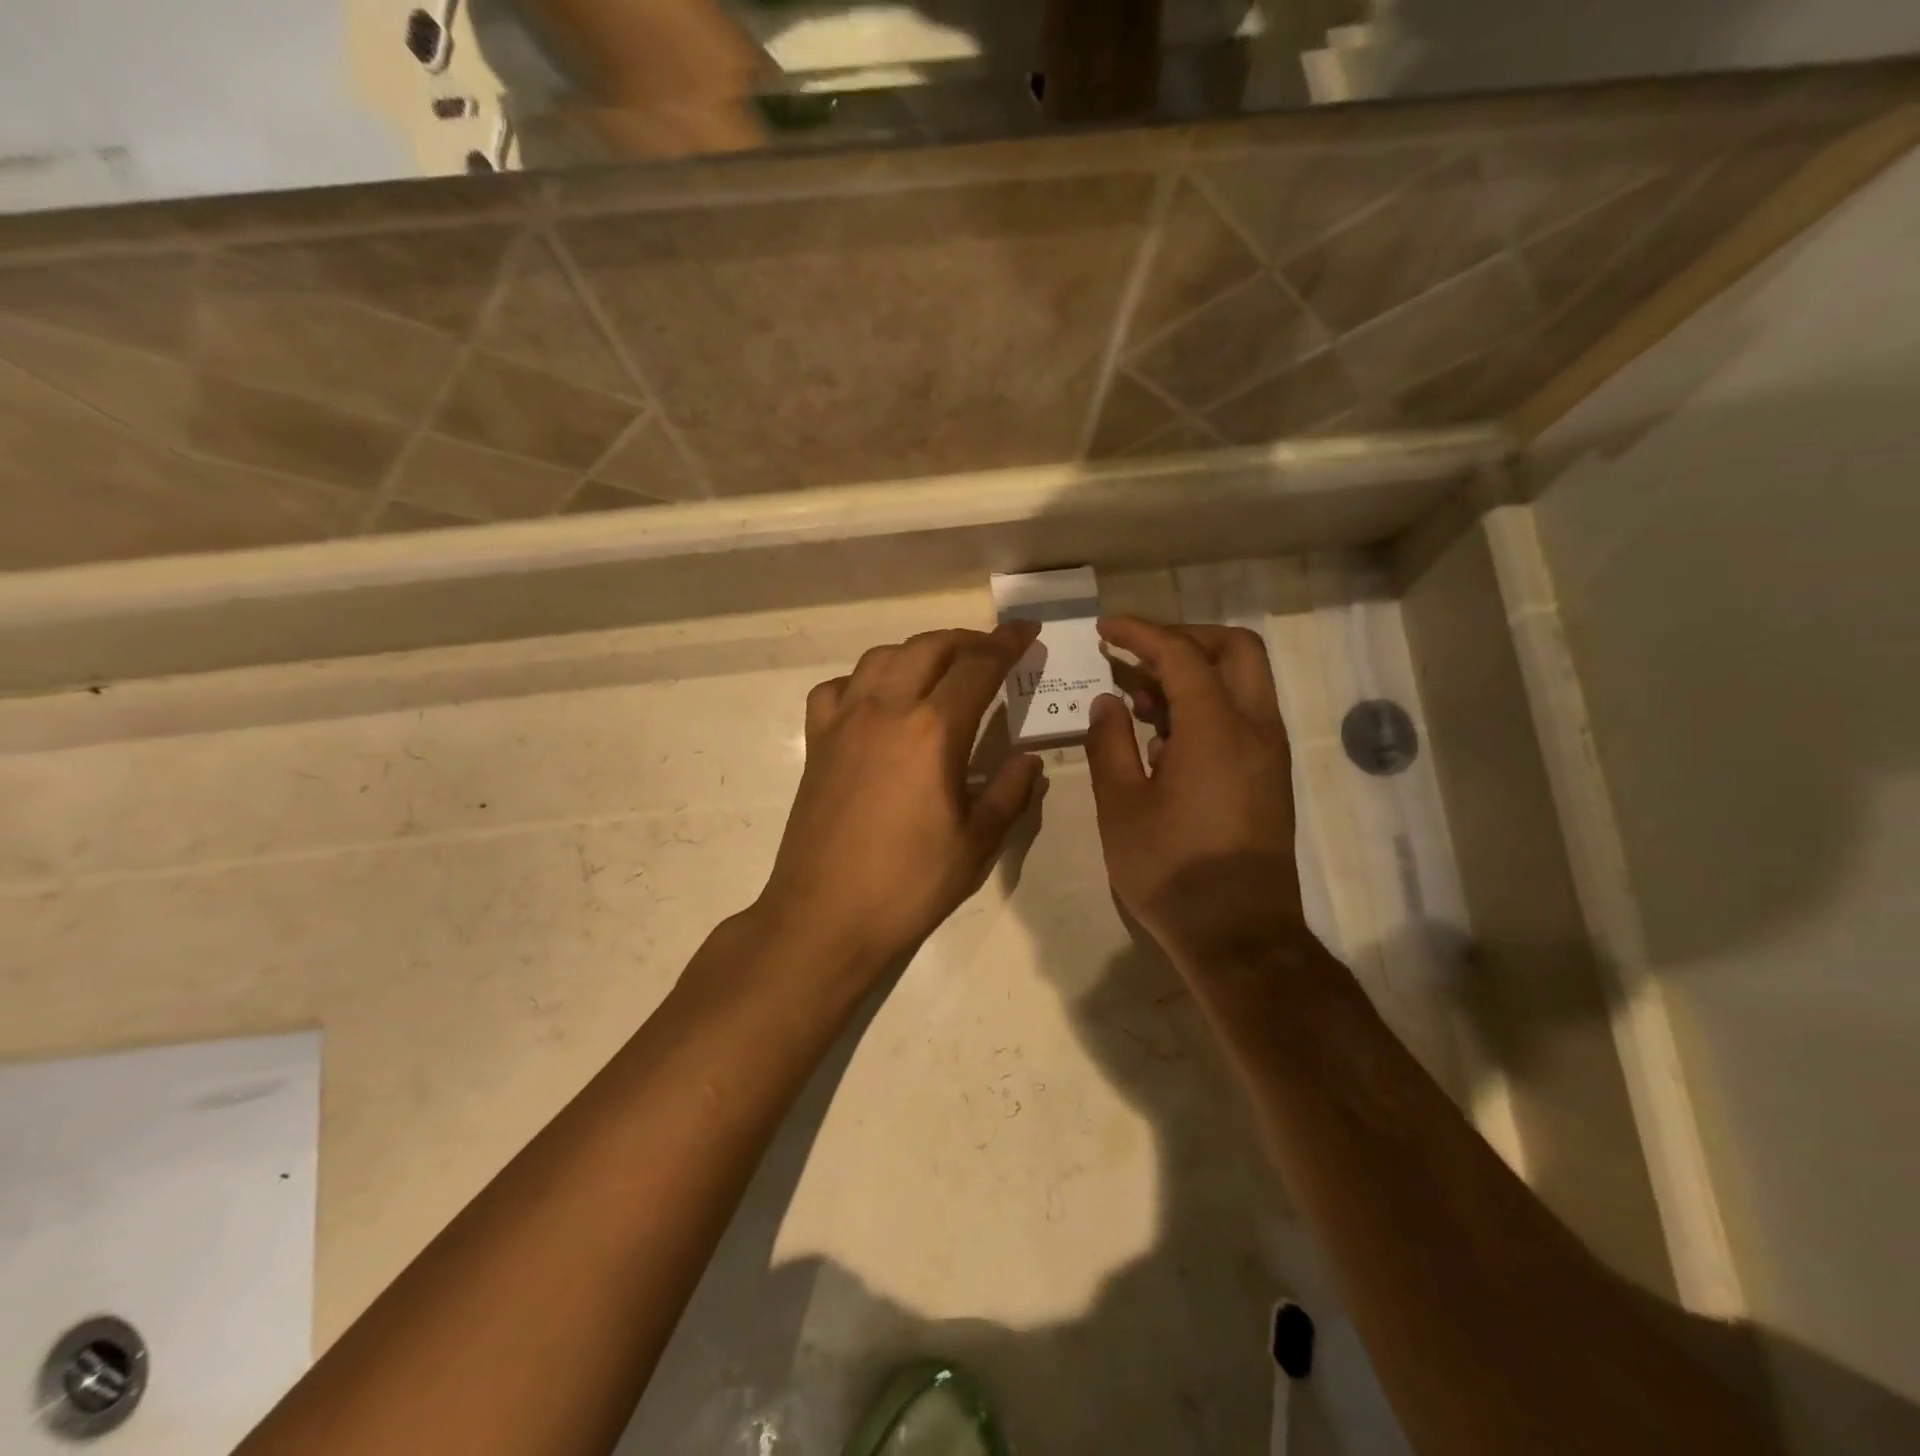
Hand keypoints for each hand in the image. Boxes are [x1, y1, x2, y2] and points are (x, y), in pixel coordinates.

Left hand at [756, 623, 1043, 976]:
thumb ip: (1009, 793)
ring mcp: (843, 722)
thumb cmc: (908, 884)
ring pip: (881, 657)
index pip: (978, 666)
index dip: (1007, 643)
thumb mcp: (976, 844)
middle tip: (991, 651)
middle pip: (928, 647)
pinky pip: (836, 688)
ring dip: (917, 651)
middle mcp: (885, 710)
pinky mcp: (816, 742)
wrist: (825, 914)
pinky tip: (875, 701)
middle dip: (966, 640)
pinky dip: (862, 680)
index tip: (1027, 630)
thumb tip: (1027, 760)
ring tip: (939, 668)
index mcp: (933, 731)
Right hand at [1085, 617, 1307, 971]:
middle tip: (1137, 653)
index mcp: (1217, 729)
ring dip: (1194, 673)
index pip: (1181, 654)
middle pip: (1234, 650)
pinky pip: (1243, 716)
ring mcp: (1269, 754)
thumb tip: (1107, 702)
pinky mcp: (1270, 777)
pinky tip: (1163, 738)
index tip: (1105, 628)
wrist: (1239, 937)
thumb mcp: (1122, 807)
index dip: (1141, 633)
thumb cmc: (1171, 871)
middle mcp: (1255, 729)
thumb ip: (1109, 744)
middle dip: (1184, 638)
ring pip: (1243, 682)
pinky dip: (1206, 705)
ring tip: (1138, 698)